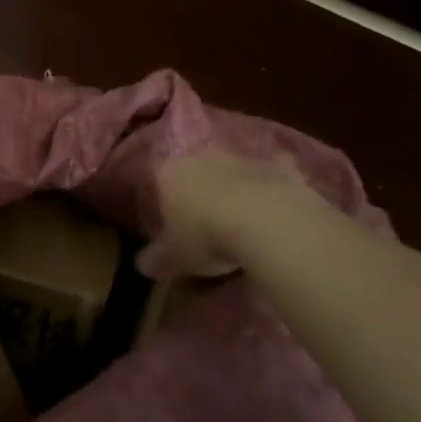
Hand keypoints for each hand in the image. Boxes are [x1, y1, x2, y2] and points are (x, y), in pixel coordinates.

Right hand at [137, 151, 314, 280]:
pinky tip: (278, 201)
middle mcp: (201, 157)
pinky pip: (273, 172)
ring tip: (243, 219)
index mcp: (169, 173)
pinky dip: (275, 182)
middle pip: (196, 172)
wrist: (266, 222)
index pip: (159, 183)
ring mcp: (240, 158)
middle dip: (200, 191)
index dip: (165, 205)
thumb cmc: (206, 236)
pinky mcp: (277, 167)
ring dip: (235, 187)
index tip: (173, 228)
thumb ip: (157, 259)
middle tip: (207, 223)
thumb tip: (142, 265)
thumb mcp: (175, 258)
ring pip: (232, 170)